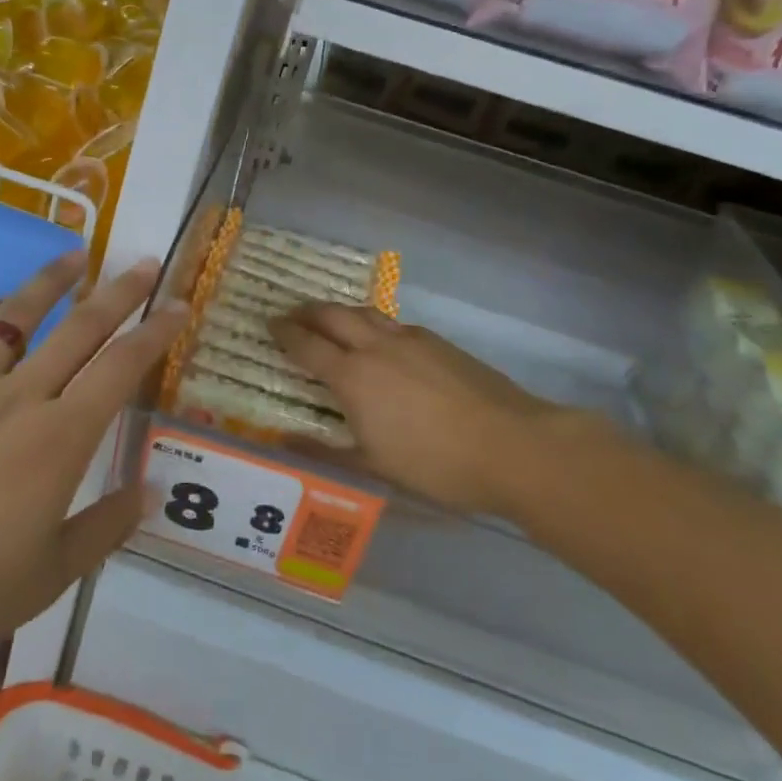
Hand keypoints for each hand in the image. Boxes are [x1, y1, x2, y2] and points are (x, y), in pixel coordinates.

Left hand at [0, 251, 186, 683]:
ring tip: (75, 256)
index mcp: (60, 439)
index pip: (121, 368)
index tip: (179, 305)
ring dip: (51, 283)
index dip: (155, 332)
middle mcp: (20, 398)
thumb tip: (149, 491)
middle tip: (145, 262)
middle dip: (119, 291)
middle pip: (80, 328)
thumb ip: (106, 526)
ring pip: (17, 319)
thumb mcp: (50, 574)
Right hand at [270, 304, 601, 518]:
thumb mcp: (374, 468)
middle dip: (307, 312)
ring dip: (340, 312)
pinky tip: (381, 341)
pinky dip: (372, 324)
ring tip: (331, 321)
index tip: (269, 324)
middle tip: (292, 315)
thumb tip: (284, 442)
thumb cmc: (435, 464)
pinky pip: (393, 324)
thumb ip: (326, 452)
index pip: (307, 345)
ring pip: (364, 312)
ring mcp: (410, 339)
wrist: (512, 445)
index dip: (285, 333)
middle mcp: (376, 347)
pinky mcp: (438, 342)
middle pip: (332, 315)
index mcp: (353, 376)